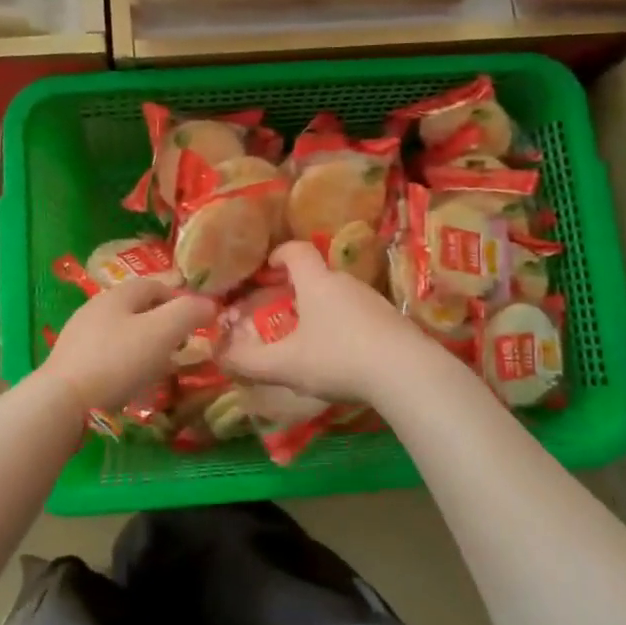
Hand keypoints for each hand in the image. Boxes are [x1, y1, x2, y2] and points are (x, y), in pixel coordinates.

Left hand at [40, 276, 216, 413]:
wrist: (62, 403)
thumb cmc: (117, 361)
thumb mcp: (162, 332)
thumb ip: (189, 313)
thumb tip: (210, 304)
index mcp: (117, 295)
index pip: (155, 285)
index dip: (180, 298)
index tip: (198, 320)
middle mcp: (95, 309)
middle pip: (137, 309)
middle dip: (162, 323)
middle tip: (182, 345)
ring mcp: (79, 337)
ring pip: (122, 333)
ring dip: (144, 345)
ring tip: (161, 367)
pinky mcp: (71, 365)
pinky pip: (107, 357)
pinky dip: (126, 365)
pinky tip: (132, 385)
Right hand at [218, 242, 434, 404]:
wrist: (407, 373)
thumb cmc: (338, 358)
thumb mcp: (286, 365)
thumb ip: (249, 361)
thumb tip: (219, 355)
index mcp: (317, 283)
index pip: (297, 251)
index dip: (279, 254)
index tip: (268, 267)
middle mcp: (346, 283)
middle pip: (318, 275)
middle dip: (299, 289)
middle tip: (283, 311)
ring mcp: (374, 300)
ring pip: (341, 297)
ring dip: (324, 311)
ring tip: (311, 339)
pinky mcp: (393, 321)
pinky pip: (361, 316)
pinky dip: (347, 327)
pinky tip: (344, 357)